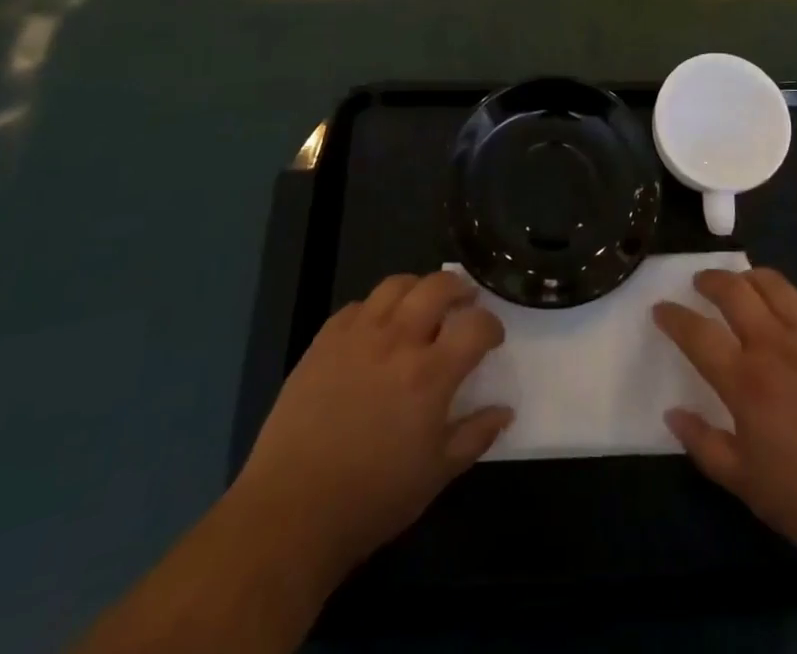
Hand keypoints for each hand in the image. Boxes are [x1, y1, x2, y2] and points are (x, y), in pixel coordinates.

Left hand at [235, 271, 511, 588]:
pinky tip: (376, 328)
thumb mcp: (436, 475)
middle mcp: (398, 340)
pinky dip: (375, 308)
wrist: (291, 511)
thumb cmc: (372, 499)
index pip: (475, 326)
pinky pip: (356, 306)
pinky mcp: (324, 341)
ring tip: (423, 302)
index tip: (492, 337)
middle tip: (465, 301)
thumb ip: (474, 436)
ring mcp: (357, 335)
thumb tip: (505, 411)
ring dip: (418, 287)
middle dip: (460, 288)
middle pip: (438, 287)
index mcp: (430, 374)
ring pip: (396, 285)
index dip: (491, 326)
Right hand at [653, 267, 796, 581]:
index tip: (661, 309)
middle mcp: (774, 346)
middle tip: (699, 284)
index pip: (697, 333)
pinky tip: (783, 305)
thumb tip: (673, 413)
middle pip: (732, 290)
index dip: (673, 316)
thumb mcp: (747, 485)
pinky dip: (784, 293)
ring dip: (746, 277)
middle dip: (709, 280)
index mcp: (745, 382)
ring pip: (770, 283)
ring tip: (739, 285)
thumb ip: (705, 445)